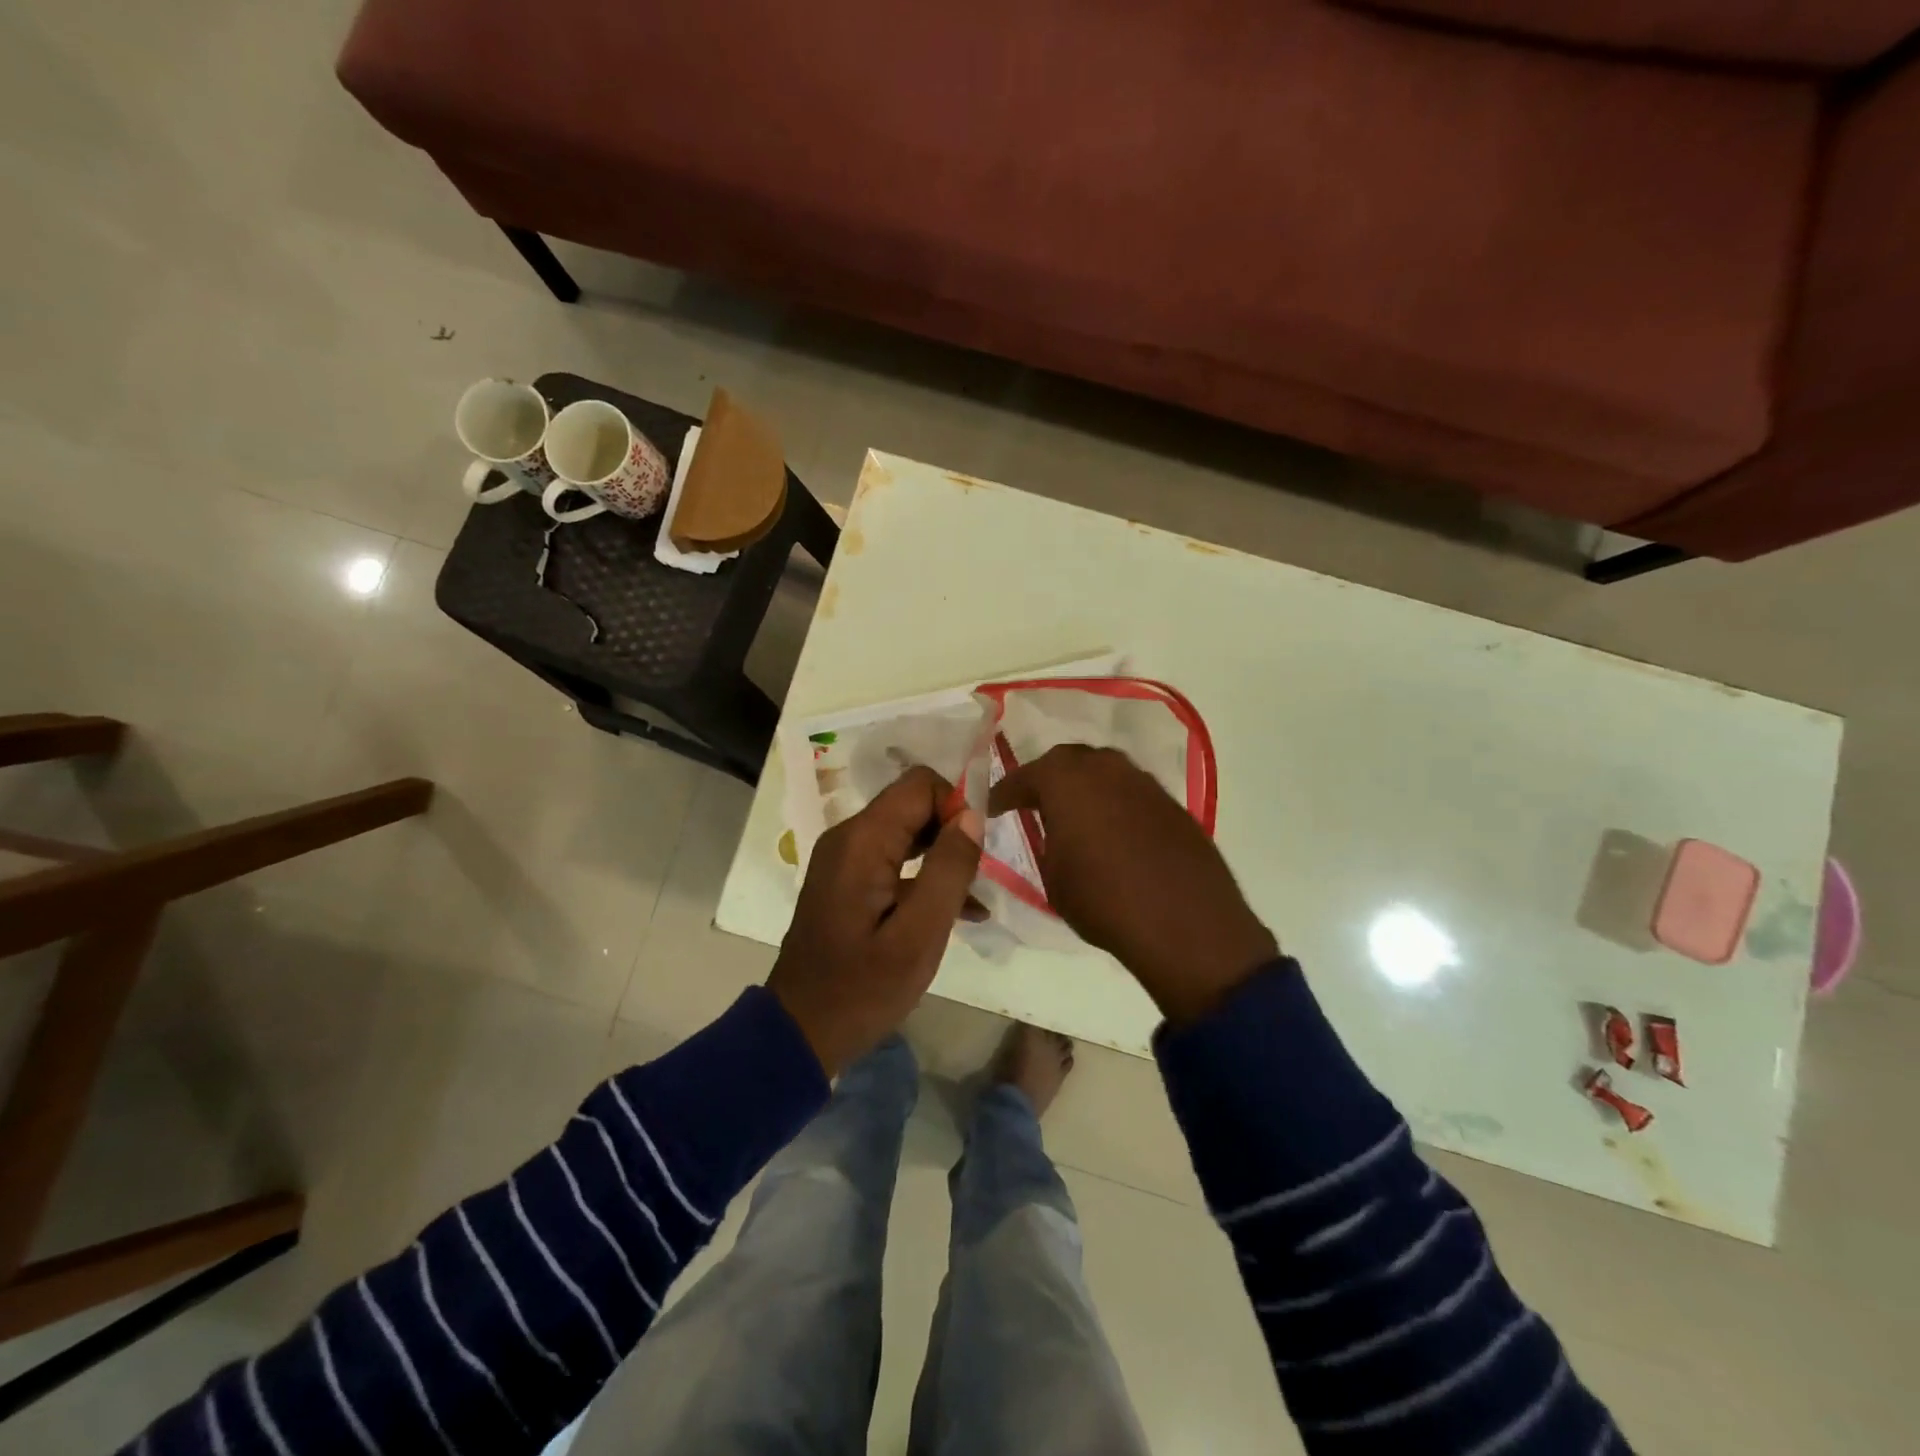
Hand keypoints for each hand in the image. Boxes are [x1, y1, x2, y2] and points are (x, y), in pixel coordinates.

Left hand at [768, 765, 983, 1073]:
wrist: (802, 1030)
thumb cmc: (863, 988)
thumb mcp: (918, 935)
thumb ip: (948, 870)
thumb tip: (972, 816)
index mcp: (862, 841)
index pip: (920, 784)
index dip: (955, 807)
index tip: (972, 854)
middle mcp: (848, 837)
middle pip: (913, 803)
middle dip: (950, 832)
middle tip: (973, 879)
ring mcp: (844, 858)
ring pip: (907, 830)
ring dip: (942, 855)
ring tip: (969, 897)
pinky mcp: (847, 880)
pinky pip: (893, 857)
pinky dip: (923, 874)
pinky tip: (955, 911)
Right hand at [990, 746, 1276, 1024]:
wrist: (1185, 924)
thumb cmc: (1103, 901)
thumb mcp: (1053, 877)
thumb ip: (1047, 843)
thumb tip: (1054, 833)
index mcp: (1065, 780)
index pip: (1024, 776)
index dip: (1005, 793)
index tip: (994, 808)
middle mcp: (1105, 767)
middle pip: (1067, 761)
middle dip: (1047, 779)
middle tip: (1033, 802)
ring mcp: (1143, 781)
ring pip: (1103, 771)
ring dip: (1084, 787)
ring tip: (1074, 814)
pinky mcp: (1171, 802)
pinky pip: (1131, 792)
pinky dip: (1115, 803)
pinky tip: (1113, 830)